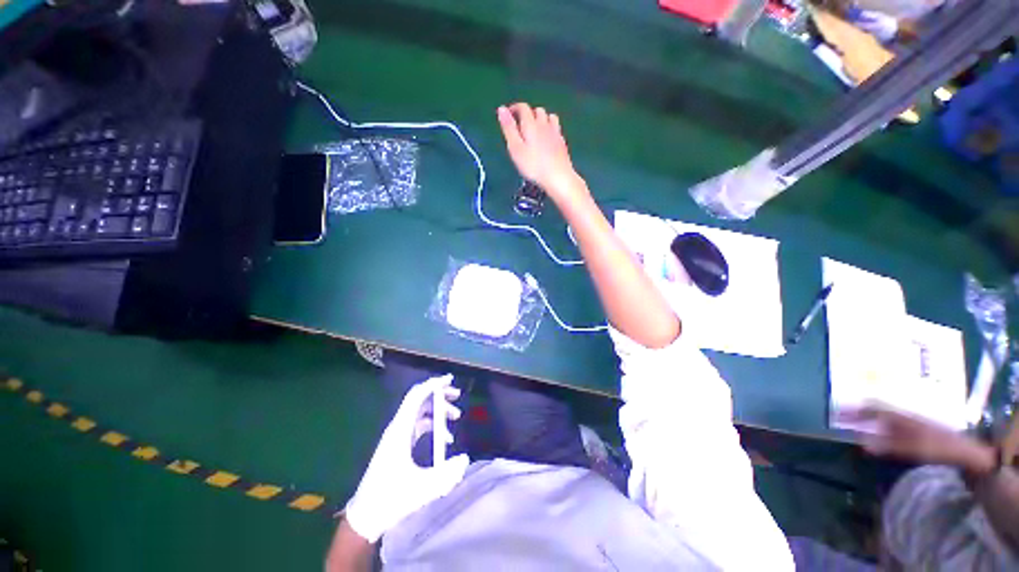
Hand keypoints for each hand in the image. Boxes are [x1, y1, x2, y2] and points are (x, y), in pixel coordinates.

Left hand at [344, 374, 469, 542]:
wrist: (366, 516)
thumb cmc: (391, 500)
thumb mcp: (422, 489)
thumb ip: (447, 474)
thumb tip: (465, 457)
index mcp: (400, 431)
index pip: (416, 396)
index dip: (433, 384)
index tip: (450, 380)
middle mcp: (398, 427)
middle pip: (420, 399)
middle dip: (440, 395)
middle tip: (458, 397)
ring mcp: (397, 435)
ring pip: (421, 411)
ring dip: (439, 410)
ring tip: (456, 418)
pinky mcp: (399, 443)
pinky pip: (419, 424)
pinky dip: (433, 425)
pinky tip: (445, 439)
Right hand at [497, 103, 585, 202]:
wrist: (558, 177)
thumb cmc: (533, 166)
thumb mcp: (515, 148)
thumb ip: (509, 128)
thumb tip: (501, 108)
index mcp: (531, 124)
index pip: (523, 108)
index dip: (514, 108)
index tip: (507, 115)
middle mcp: (544, 124)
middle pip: (537, 110)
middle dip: (527, 114)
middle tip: (520, 126)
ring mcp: (555, 132)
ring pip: (549, 116)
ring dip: (540, 118)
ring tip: (534, 129)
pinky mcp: (562, 142)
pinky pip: (556, 128)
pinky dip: (549, 127)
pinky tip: (547, 138)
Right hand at [842, 405, 994, 473]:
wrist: (966, 451)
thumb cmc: (938, 447)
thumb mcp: (914, 448)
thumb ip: (888, 446)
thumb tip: (861, 445)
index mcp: (899, 416)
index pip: (871, 408)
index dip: (853, 409)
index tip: (835, 412)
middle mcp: (901, 416)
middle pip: (875, 410)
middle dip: (857, 413)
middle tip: (840, 417)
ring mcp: (909, 423)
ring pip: (882, 417)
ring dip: (866, 419)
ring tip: (853, 425)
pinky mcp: (914, 432)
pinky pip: (890, 426)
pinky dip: (877, 427)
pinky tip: (876, 436)